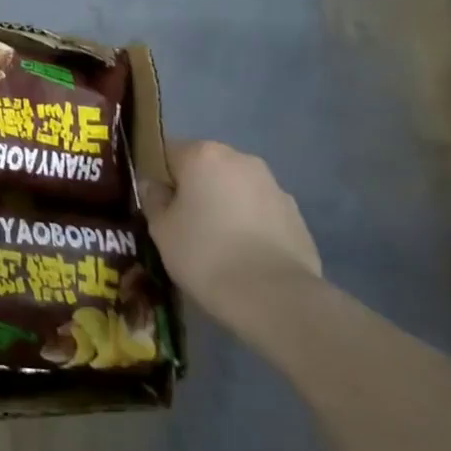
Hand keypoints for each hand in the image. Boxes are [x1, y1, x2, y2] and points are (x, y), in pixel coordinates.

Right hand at [143, 140, 320, 321]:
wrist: (274, 297)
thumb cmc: (205, 254)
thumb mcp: (161, 229)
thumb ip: (153, 199)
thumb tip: (154, 185)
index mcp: (203, 155)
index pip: (168, 153)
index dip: (159, 178)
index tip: (157, 206)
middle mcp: (240, 160)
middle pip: (205, 168)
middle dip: (194, 190)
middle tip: (184, 226)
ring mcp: (274, 186)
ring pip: (236, 189)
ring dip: (225, 206)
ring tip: (218, 245)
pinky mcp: (297, 216)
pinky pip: (261, 212)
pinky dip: (250, 226)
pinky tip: (245, 257)